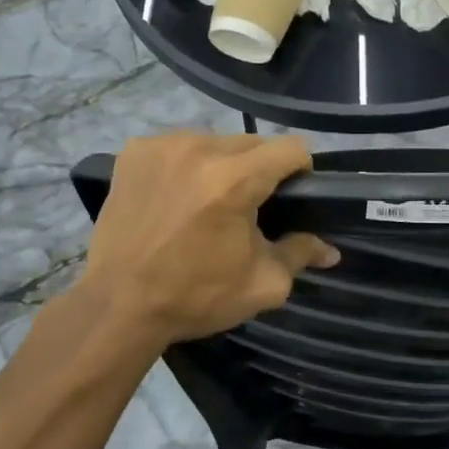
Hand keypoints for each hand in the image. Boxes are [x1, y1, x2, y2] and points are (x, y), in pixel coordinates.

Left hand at [80, 132, 338, 349]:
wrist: (118, 306)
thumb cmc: (195, 297)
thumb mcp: (261, 284)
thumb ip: (300, 254)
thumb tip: (331, 250)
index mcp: (234, 180)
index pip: (291, 148)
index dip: (301, 171)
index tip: (293, 196)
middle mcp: (199, 150)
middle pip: (254, 143)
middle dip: (260, 171)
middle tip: (249, 208)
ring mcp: (162, 146)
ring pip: (216, 142)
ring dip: (223, 166)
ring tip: (209, 203)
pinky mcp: (134, 151)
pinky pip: (180, 146)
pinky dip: (187, 165)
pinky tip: (177, 196)